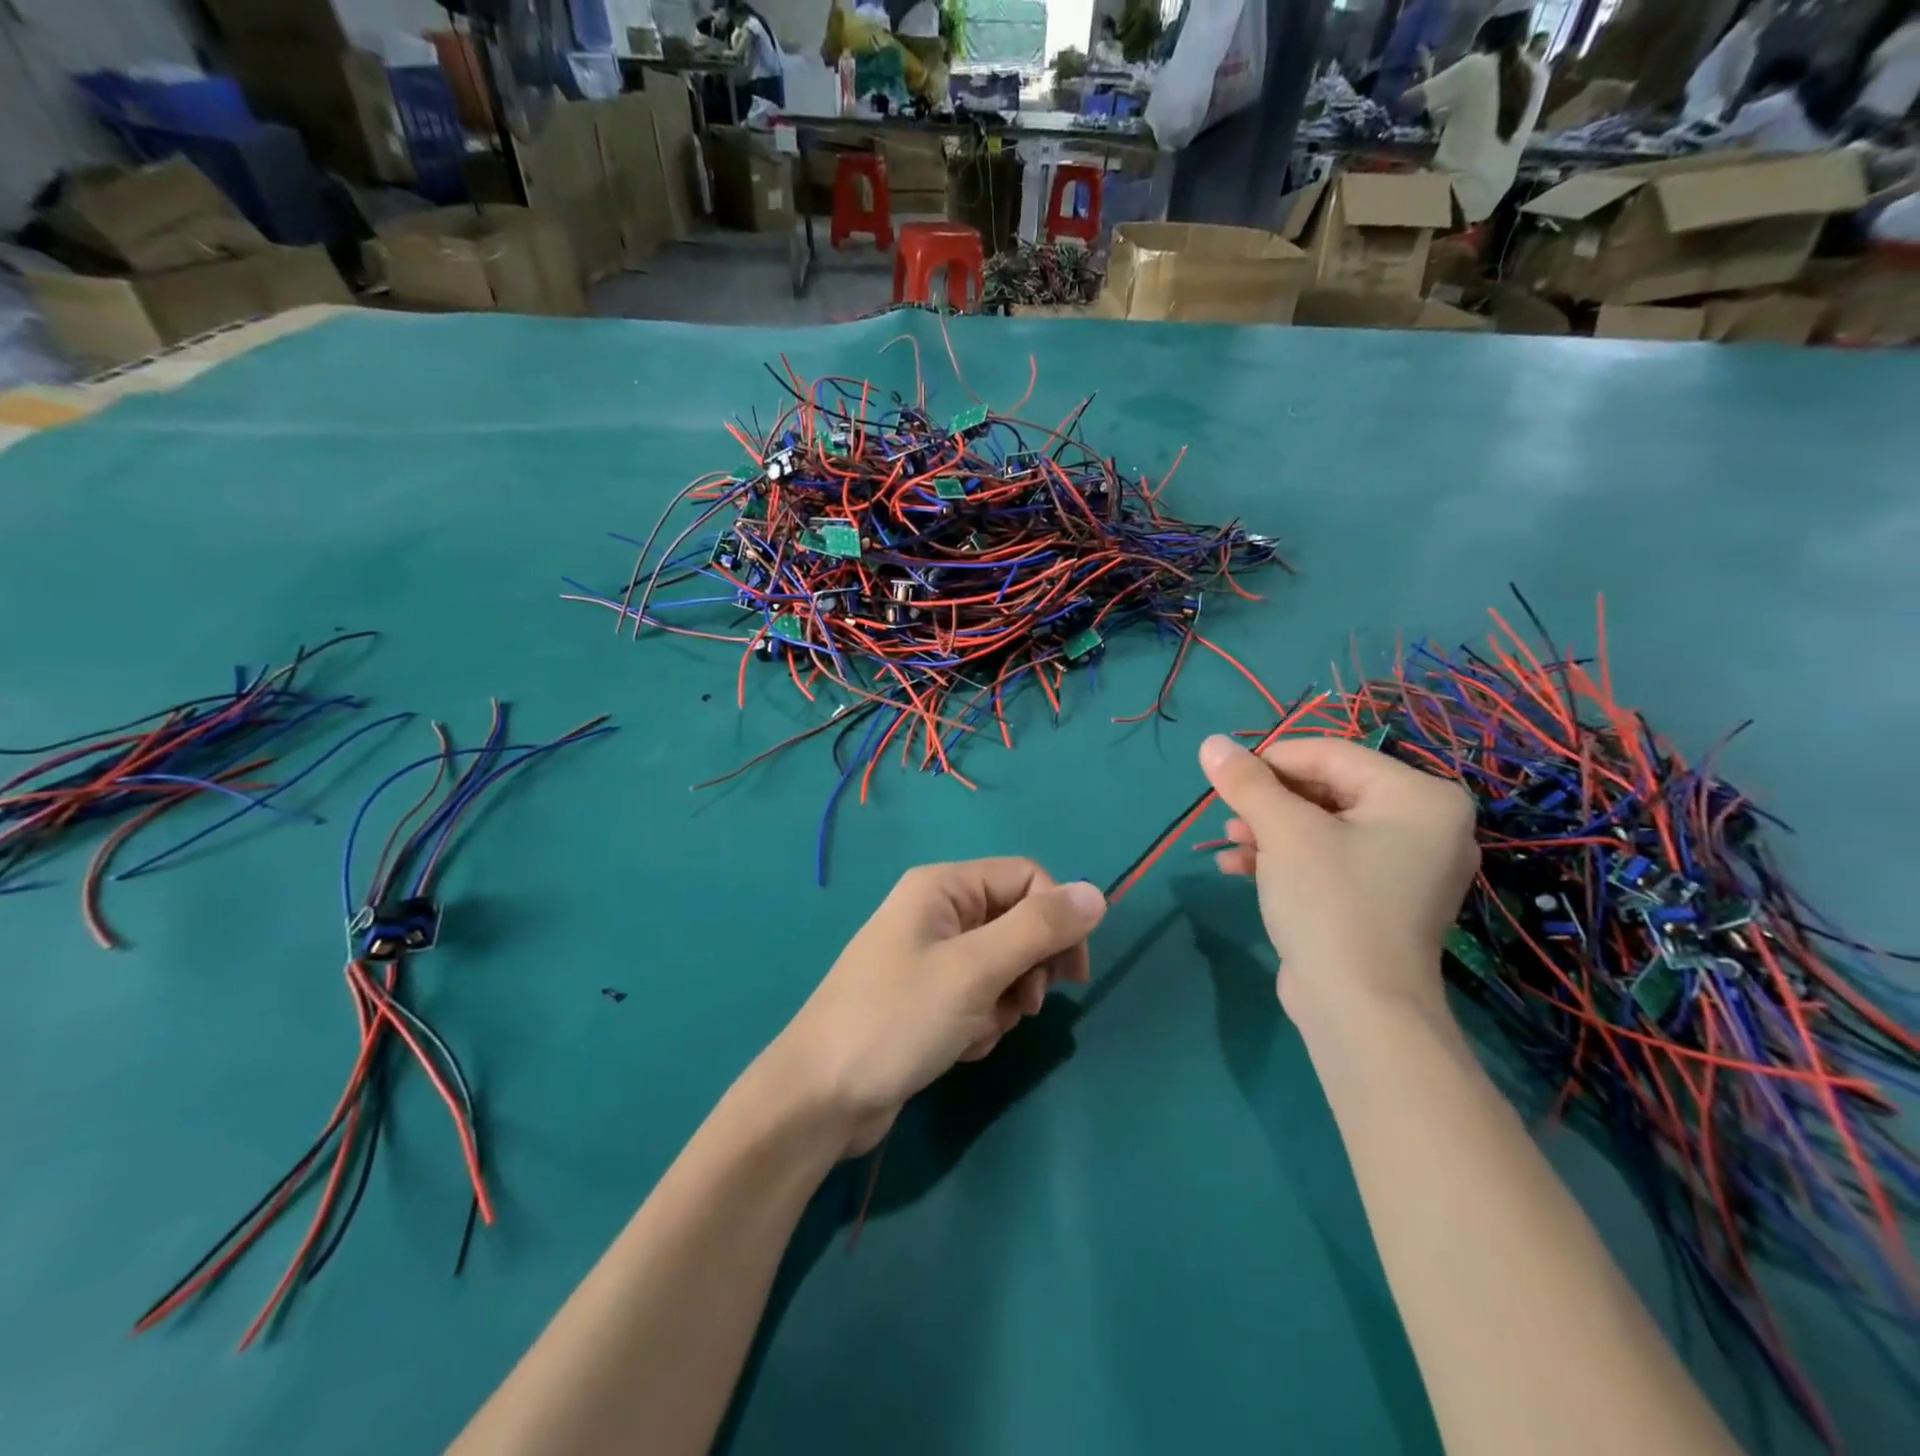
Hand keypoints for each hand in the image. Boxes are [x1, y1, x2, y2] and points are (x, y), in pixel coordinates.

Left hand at [769, 859, 1106, 1156]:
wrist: (821, 1098)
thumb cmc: (897, 1020)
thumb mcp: (975, 970)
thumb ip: (1039, 929)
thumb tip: (1098, 893)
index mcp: (944, 886)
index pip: (1028, 879)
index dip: (1058, 919)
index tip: (1071, 974)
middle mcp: (938, 912)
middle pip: (1017, 922)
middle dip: (1028, 968)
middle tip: (1025, 1006)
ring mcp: (931, 956)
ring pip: (1003, 966)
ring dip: (1005, 1002)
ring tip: (976, 1030)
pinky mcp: (928, 998)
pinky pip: (979, 996)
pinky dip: (981, 1021)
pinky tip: (957, 1046)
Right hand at [1199, 734, 1476, 1019]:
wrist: (1359, 1011)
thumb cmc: (1330, 903)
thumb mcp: (1283, 832)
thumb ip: (1247, 782)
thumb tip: (1211, 742)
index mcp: (1418, 797)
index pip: (1330, 755)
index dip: (1270, 760)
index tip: (1224, 776)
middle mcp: (1424, 824)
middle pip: (1327, 789)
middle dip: (1269, 801)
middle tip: (1227, 814)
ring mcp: (1406, 866)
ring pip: (1323, 826)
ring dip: (1269, 830)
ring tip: (1229, 843)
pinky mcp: (1381, 898)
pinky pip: (1330, 858)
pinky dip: (1286, 858)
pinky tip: (1239, 868)